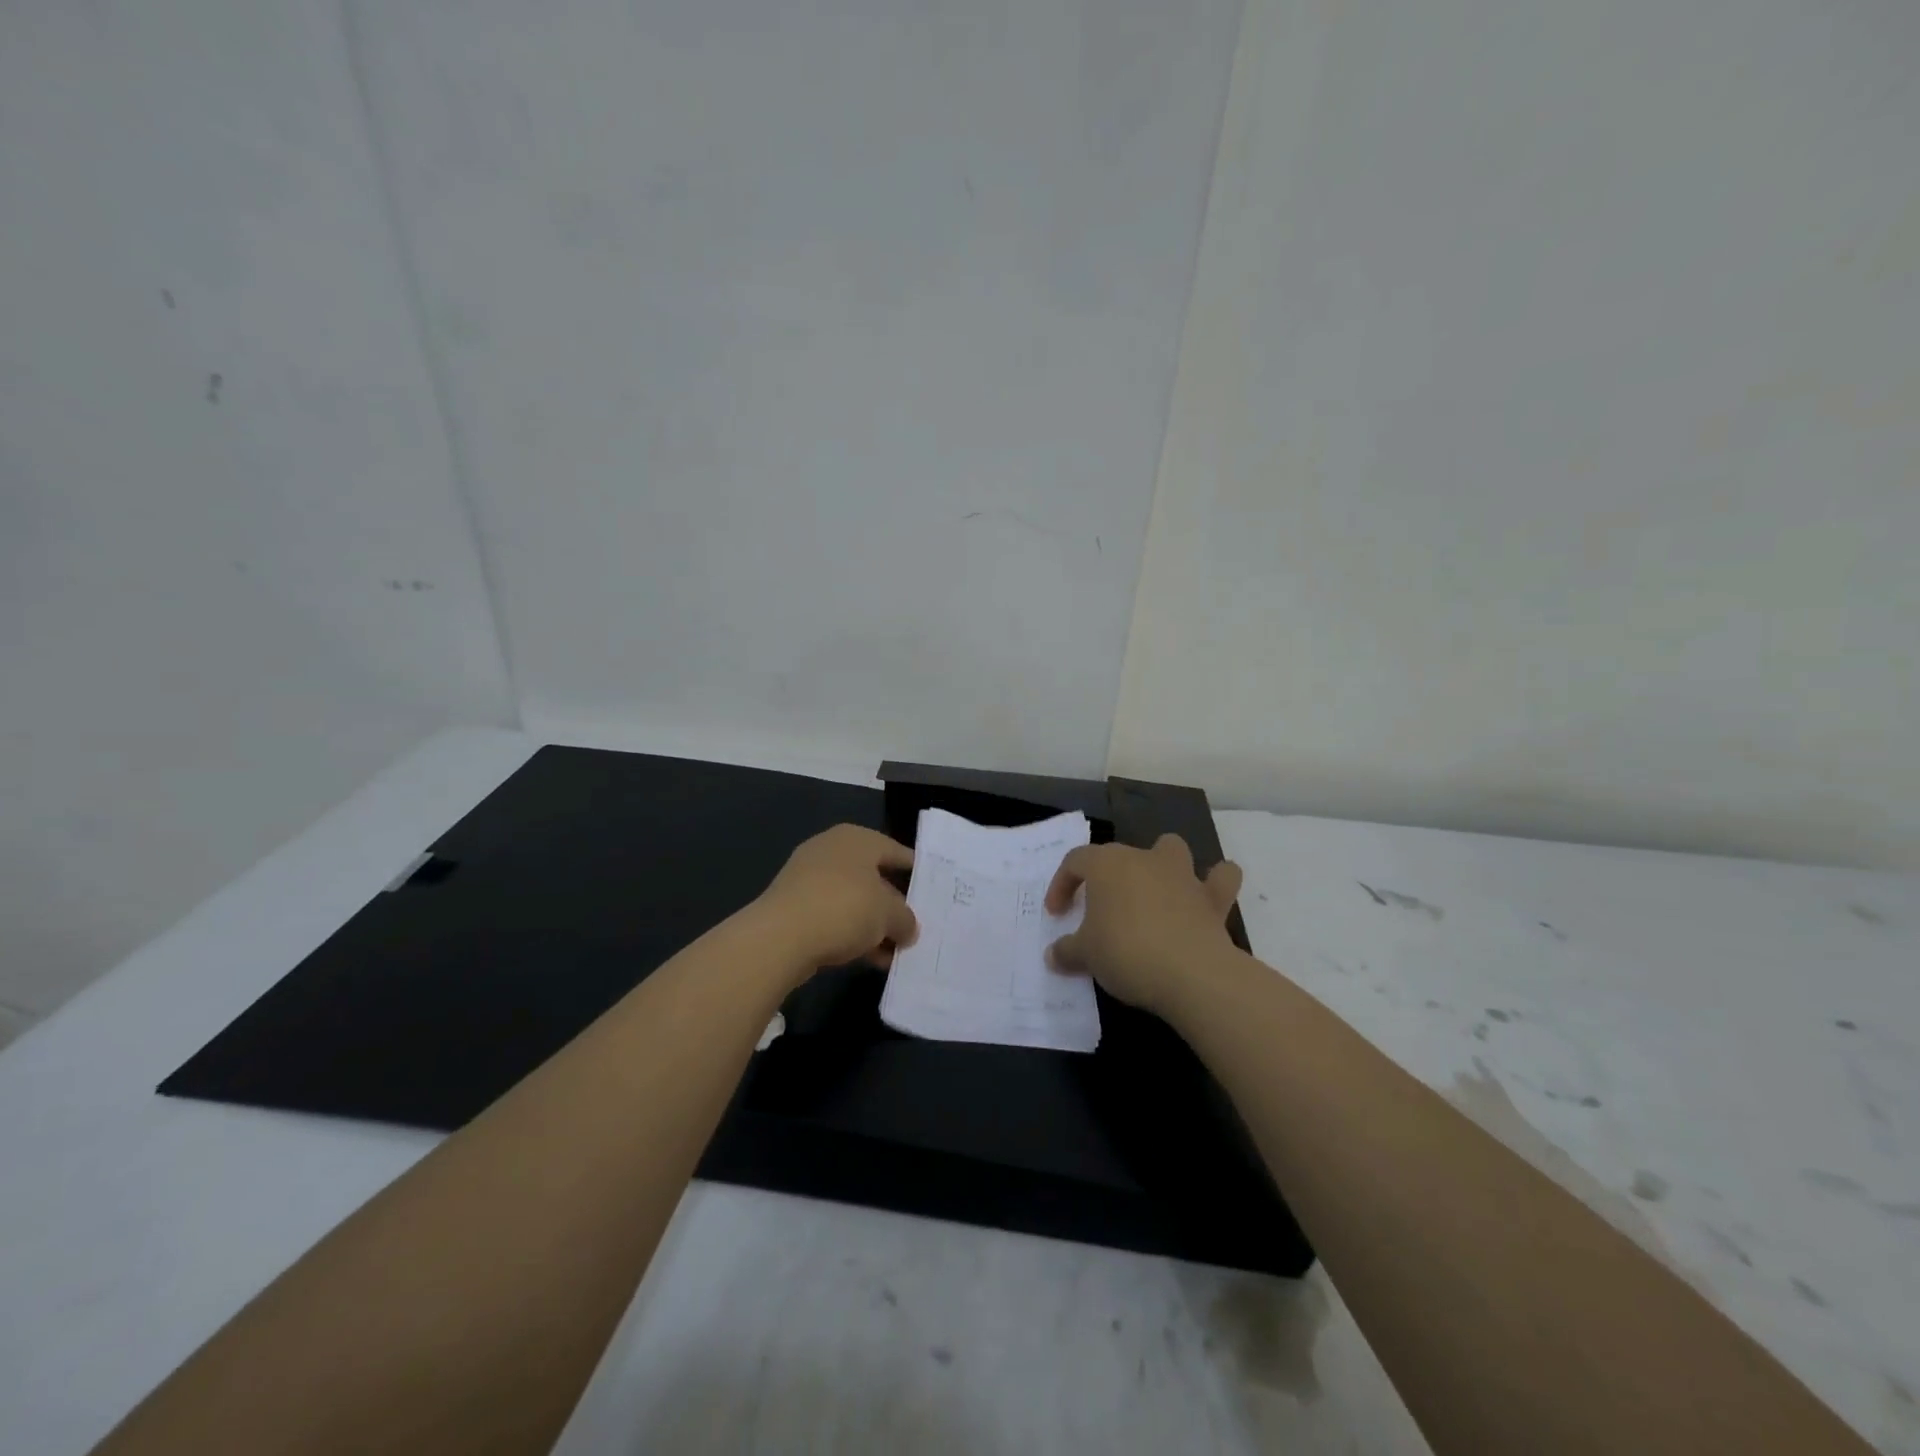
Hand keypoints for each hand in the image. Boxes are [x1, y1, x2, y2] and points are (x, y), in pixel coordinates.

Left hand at [752, 824, 917, 977]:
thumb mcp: (889, 914)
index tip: (934, 894)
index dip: (918, 873)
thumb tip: (908, 928)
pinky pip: (834, 917)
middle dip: (895, 905)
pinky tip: (870, 959)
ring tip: (896, 952)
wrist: (780, 937)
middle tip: (916, 926)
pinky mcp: (794, 906)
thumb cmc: (844, 908)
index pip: (897, 851)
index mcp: (857, 839)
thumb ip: (906, 919)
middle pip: (875, 877)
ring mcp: (809, 877)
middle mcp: (832, 850)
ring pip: (853, 900)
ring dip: (874, 925)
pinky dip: (852, 934)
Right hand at [1044, 834, 1242, 1019]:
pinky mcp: (1213, 898)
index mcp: (1107, 865)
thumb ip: (1067, 951)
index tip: (1057, 914)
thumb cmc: (1126, 952)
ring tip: (1154, 890)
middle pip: (1120, 854)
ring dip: (1162, 863)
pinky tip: (1207, 897)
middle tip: (1101, 911)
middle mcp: (1144, 859)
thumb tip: (1053, 955)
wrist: (1190, 973)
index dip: (1062, 884)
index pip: (1075, 861)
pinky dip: (1216, 882)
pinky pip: (1221, 878)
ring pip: (1171, 848)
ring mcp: (1182, 875)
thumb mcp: (1085, 956)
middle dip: (1108, 877)